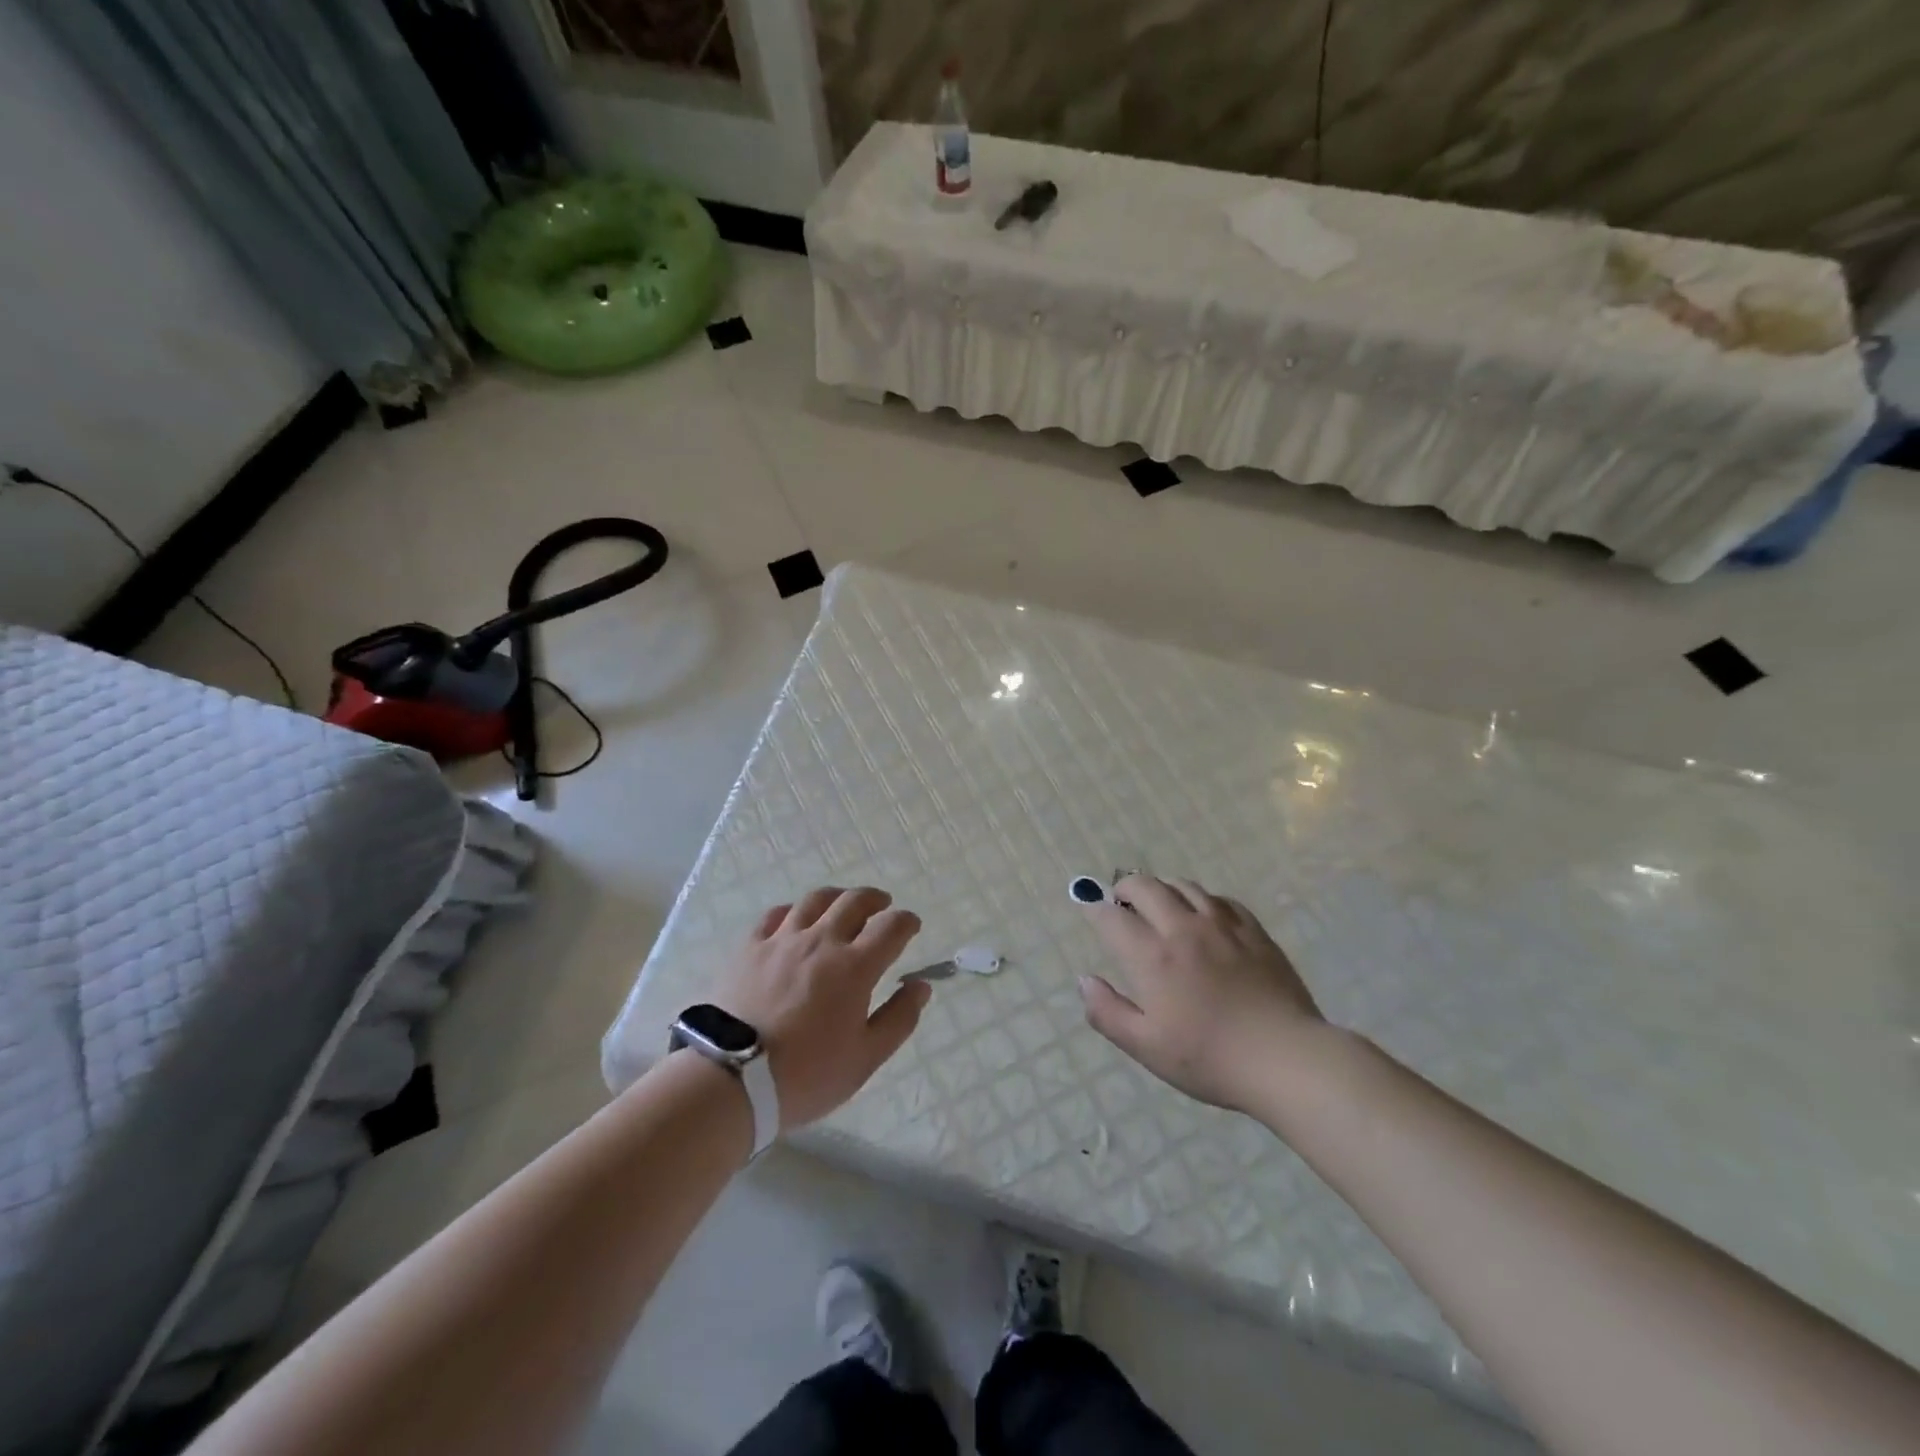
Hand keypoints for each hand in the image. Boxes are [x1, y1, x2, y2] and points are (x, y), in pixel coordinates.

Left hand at [712, 886, 930, 1128]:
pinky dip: (794, 911)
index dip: (906, 922)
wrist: (732, 1079)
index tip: (911, 926)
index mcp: (854, 966)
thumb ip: (899, 1018)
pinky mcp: (749, 947)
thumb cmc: (806, 1074)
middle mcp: (821, 941)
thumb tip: (921, 986)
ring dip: (837, 897)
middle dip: (875, 899)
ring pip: (815, 900)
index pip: (891, 927)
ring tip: (842, 905)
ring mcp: (782, 940)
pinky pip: (775, 914)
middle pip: (853, 901)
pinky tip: (794, 920)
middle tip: (882, 906)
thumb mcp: (865, 1058)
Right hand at [1078, 875, 1324, 1111]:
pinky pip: (1220, 899)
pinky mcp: (1253, 930)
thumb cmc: (1209, 1059)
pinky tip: (1203, 916)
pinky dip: (1201, 899)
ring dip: (1162, 889)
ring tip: (1159, 905)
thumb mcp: (1147, 1048)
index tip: (1089, 911)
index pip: (1112, 917)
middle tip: (1121, 904)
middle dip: (1124, 888)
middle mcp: (1182, 929)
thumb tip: (1084, 980)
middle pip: (1145, 887)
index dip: (1094, 910)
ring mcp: (1221, 925)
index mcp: (1152, 957)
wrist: (1286, 1059)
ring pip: (1183, 885)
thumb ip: (1108, 1012)